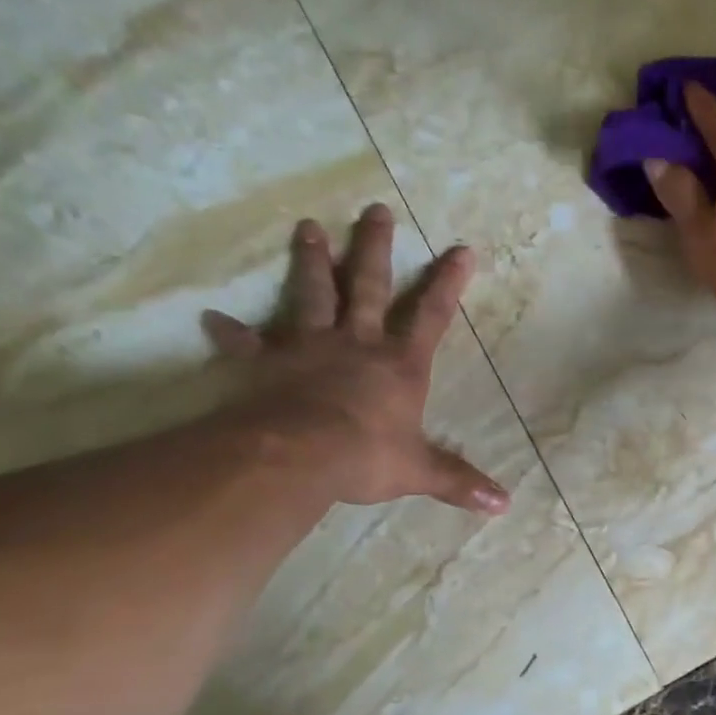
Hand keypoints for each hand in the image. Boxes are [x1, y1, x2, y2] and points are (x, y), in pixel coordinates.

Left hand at [200, 205, 508, 514]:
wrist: (300, 455)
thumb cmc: (366, 456)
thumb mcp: (419, 471)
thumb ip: (458, 482)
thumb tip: (504, 505)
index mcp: (400, 366)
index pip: (432, 316)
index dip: (448, 284)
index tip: (462, 249)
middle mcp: (358, 344)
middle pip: (370, 287)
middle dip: (374, 249)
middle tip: (374, 209)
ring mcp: (311, 348)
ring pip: (313, 295)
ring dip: (312, 262)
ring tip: (308, 228)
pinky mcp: (269, 363)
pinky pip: (247, 345)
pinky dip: (231, 334)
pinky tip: (212, 319)